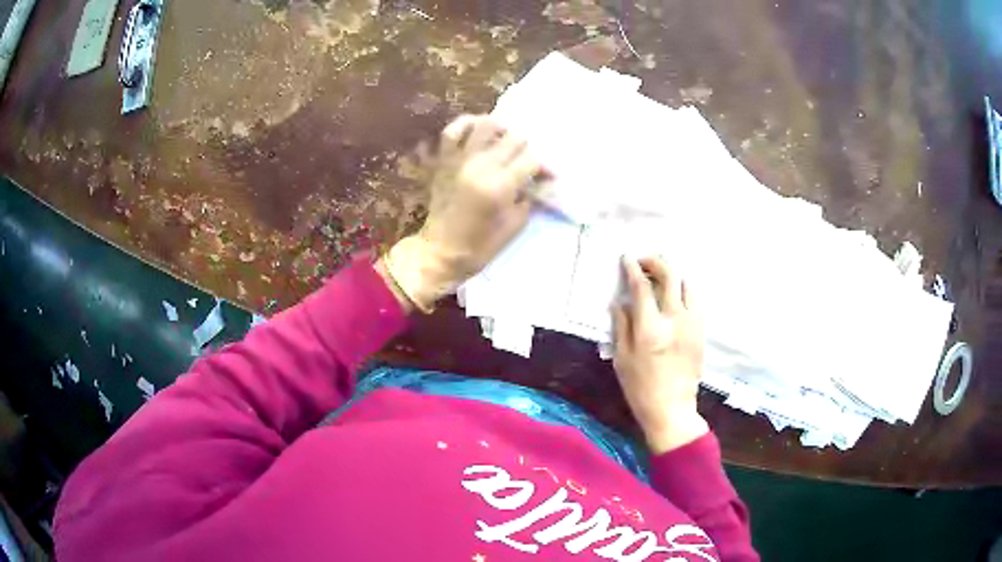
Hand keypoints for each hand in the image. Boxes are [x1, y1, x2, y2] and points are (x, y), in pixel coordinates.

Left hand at [379, 115, 543, 312]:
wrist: (439, 252)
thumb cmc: (479, 246)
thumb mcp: (514, 226)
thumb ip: (529, 199)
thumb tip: (540, 182)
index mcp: (500, 186)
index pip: (531, 160)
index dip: (544, 167)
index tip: (547, 177)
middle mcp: (481, 166)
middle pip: (514, 138)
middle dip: (526, 150)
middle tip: (525, 162)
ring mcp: (460, 160)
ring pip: (485, 125)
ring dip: (501, 130)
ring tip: (505, 140)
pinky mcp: (444, 160)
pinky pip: (452, 131)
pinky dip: (466, 124)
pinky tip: (477, 130)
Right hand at [612, 256, 708, 454]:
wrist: (672, 409)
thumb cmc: (640, 387)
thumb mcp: (622, 358)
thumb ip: (621, 325)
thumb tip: (620, 301)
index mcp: (650, 328)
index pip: (642, 286)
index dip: (632, 268)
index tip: (626, 258)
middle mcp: (674, 319)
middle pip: (670, 275)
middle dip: (655, 262)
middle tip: (644, 261)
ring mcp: (692, 323)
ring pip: (687, 284)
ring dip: (672, 274)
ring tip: (660, 277)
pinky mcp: (701, 330)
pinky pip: (695, 300)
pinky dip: (684, 290)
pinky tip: (674, 296)